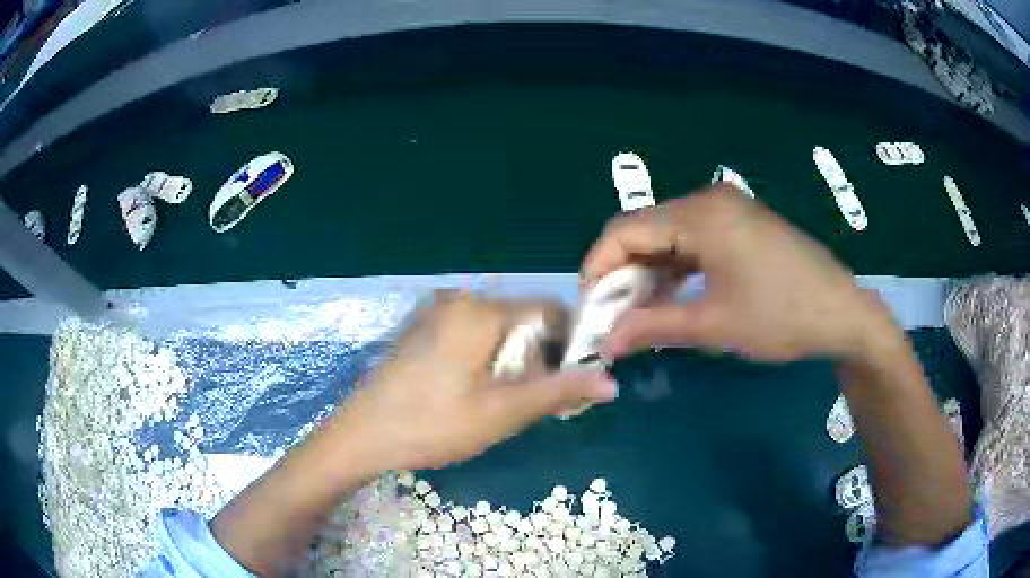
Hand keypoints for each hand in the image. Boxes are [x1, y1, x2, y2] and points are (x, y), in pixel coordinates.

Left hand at [333, 292, 617, 469]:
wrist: (361, 436)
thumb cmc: (432, 425)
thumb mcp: (501, 413)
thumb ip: (558, 392)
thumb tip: (610, 383)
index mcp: (480, 310)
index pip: (548, 311)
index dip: (570, 343)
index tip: (572, 381)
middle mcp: (458, 299)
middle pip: (522, 319)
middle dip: (539, 357)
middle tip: (535, 401)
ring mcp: (435, 313)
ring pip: (497, 329)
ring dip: (513, 361)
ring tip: (505, 402)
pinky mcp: (422, 330)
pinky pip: (471, 335)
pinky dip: (487, 358)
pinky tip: (474, 392)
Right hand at [582, 186, 888, 362]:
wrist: (841, 312)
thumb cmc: (781, 317)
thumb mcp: (714, 324)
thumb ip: (653, 327)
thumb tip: (606, 342)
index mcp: (700, 214)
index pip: (624, 230)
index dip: (598, 267)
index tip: (590, 308)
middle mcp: (709, 199)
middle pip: (644, 229)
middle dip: (621, 273)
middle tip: (613, 317)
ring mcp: (727, 209)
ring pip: (667, 235)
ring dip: (648, 272)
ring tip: (639, 313)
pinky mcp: (740, 223)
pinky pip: (692, 239)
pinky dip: (674, 267)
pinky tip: (671, 296)